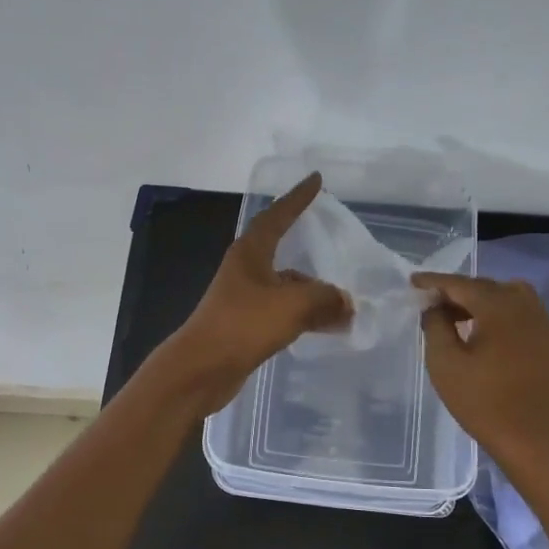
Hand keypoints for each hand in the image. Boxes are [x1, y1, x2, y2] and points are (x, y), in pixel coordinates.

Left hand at [158, 172, 352, 413]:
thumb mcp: (292, 306)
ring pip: (286, 286)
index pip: (278, 215)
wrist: (201, 369)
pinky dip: (304, 315)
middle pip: (282, 251)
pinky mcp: (246, 325)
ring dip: (312, 291)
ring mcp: (244, 298)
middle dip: (309, 249)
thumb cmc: (243, 325)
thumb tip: (347, 303)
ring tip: (344, 302)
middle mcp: (246, 270)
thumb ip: (325, 299)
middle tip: (336, 244)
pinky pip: (283, 312)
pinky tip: (324, 327)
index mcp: (251, 253)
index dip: (297, 198)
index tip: (315, 180)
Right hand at [412, 272, 548, 472]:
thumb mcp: (445, 363)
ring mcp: (542, 322)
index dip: (434, 282)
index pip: (460, 284)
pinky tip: (484, 333)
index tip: (413, 282)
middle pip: (485, 286)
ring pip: (506, 295)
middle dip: (457, 291)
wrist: (534, 441)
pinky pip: (521, 311)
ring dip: (480, 300)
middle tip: (431, 303)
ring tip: (458, 318)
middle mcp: (525, 305)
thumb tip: (436, 307)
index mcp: (499, 307)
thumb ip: (435, 326)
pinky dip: (499, 312)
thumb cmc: (484, 403)